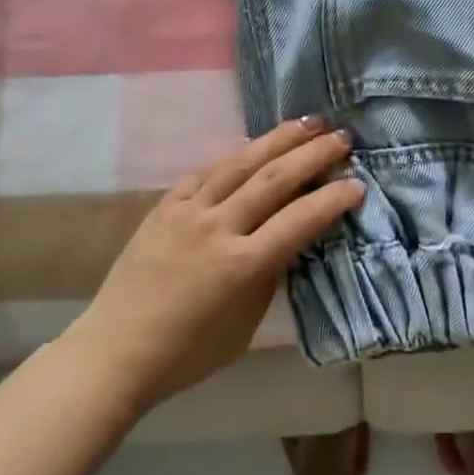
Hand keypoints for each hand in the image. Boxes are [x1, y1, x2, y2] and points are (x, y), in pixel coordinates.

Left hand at [67, 117, 361, 415]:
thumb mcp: (246, 323)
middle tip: (342, 137)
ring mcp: (188, 210)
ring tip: (308, 122)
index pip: (299, 220)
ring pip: (241, 162)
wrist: (116, 350)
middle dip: (313, 154)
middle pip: (274, 179)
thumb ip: (271, 274)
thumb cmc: (189, 353)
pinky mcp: (165, 204)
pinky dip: (235, 152)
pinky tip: (253, 140)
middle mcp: (217, 228)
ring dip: (278, 139)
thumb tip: (291, 236)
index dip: (332, 199)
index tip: (357, 183)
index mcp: (242, 266)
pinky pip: (206, 169)